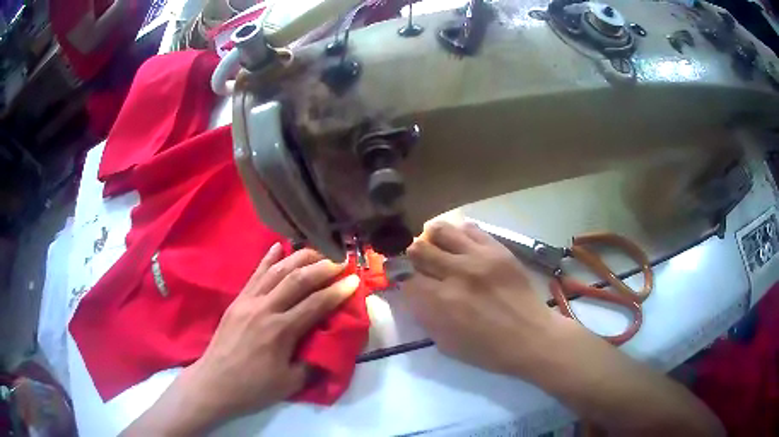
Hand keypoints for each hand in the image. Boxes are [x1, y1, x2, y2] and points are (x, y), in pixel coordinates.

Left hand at [172, 244, 359, 428]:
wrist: (214, 383)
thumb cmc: (253, 387)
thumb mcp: (290, 383)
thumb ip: (313, 363)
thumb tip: (329, 345)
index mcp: (280, 331)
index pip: (315, 304)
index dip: (337, 291)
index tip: (354, 280)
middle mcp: (265, 309)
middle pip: (298, 280)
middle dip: (323, 268)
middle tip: (342, 262)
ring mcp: (248, 301)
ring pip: (277, 271)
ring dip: (300, 258)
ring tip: (319, 252)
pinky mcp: (237, 300)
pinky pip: (255, 274)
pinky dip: (268, 259)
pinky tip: (278, 246)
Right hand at [401, 221, 565, 376]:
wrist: (531, 337)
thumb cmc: (487, 350)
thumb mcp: (445, 343)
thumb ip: (424, 315)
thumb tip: (412, 291)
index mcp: (440, 303)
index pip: (405, 276)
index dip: (399, 276)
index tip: (402, 278)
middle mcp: (456, 274)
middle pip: (418, 249)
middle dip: (413, 257)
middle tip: (420, 264)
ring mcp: (479, 257)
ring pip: (441, 230)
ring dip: (433, 240)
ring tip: (439, 249)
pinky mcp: (498, 249)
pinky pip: (470, 229)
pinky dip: (459, 236)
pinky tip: (463, 248)